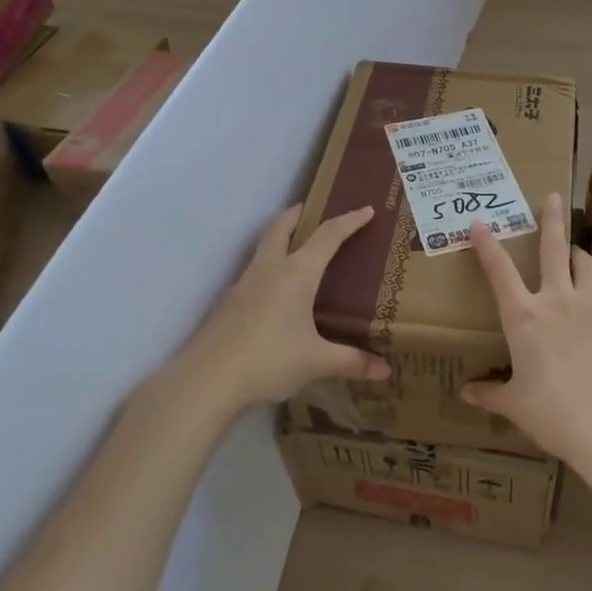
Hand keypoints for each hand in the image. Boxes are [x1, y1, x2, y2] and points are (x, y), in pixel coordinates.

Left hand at [170, 204, 390, 411]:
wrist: (205, 381)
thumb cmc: (269, 361)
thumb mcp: (317, 362)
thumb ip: (352, 362)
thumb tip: (386, 371)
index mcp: (296, 274)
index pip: (327, 236)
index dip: (349, 221)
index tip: (366, 210)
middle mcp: (268, 271)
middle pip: (281, 227)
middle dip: (297, 214)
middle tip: (311, 209)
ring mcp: (241, 286)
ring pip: (261, 249)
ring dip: (277, 239)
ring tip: (293, 250)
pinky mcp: (225, 305)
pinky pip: (250, 276)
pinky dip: (265, 272)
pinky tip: (271, 295)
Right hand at [462, 192, 591, 462]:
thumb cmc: (552, 413)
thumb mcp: (514, 404)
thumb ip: (490, 392)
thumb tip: (465, 393)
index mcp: (523, 317)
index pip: (499, 272)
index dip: (488, 245)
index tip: (480, 224)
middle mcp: (555, 299)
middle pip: (551, 249)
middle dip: (549, 221)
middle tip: (551, 198)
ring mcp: (591, 302)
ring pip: (584, 262)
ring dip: (578, 251)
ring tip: (575, 247)